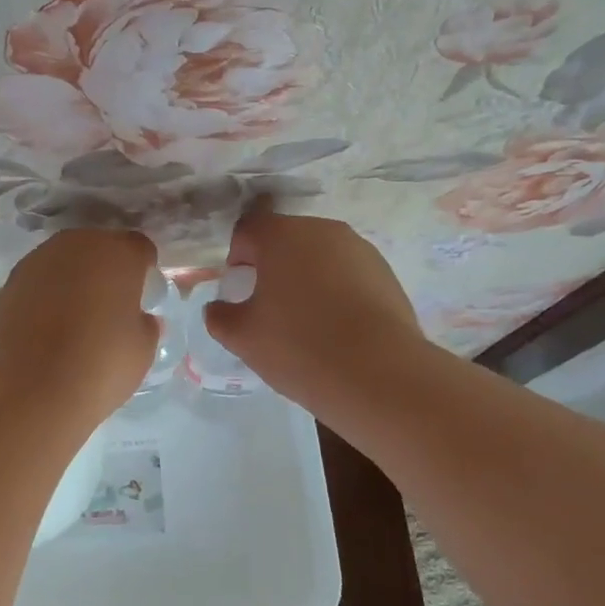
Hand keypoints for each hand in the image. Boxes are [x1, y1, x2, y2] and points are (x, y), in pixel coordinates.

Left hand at [0, 229, 161, 421]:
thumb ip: (145, 324)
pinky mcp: (10, 281)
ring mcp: (38, 260)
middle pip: (99, 247)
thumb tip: (139, 319)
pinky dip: (47, 294)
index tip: (143, 294)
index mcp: (118, 253)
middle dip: (107, 268)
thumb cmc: (100, 366)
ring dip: (74, 279)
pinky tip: (49, 326)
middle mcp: (77, 244)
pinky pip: (40, 280)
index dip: (143, 269)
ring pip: (66, 260)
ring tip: (77, 316)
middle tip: (111, 304)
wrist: (29, 390)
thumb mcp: (143, 350)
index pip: (139, 247)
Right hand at [204, 205, 425, 420]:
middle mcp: (322, 230)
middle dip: (272, 266)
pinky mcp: (386, 273)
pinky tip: (338, 329)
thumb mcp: (243, 337)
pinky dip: (337, 291)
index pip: (247, 230)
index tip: (238, 289)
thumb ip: (219, 316)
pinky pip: (348, 274)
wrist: (380, 375)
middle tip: (269, 307)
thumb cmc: (299, 346)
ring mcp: (359, 249)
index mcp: (281, 235)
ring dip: (307, 278)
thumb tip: (218, 308)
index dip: (236, 257)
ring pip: (320, 256)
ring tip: (306, 321)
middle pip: (286, 239)